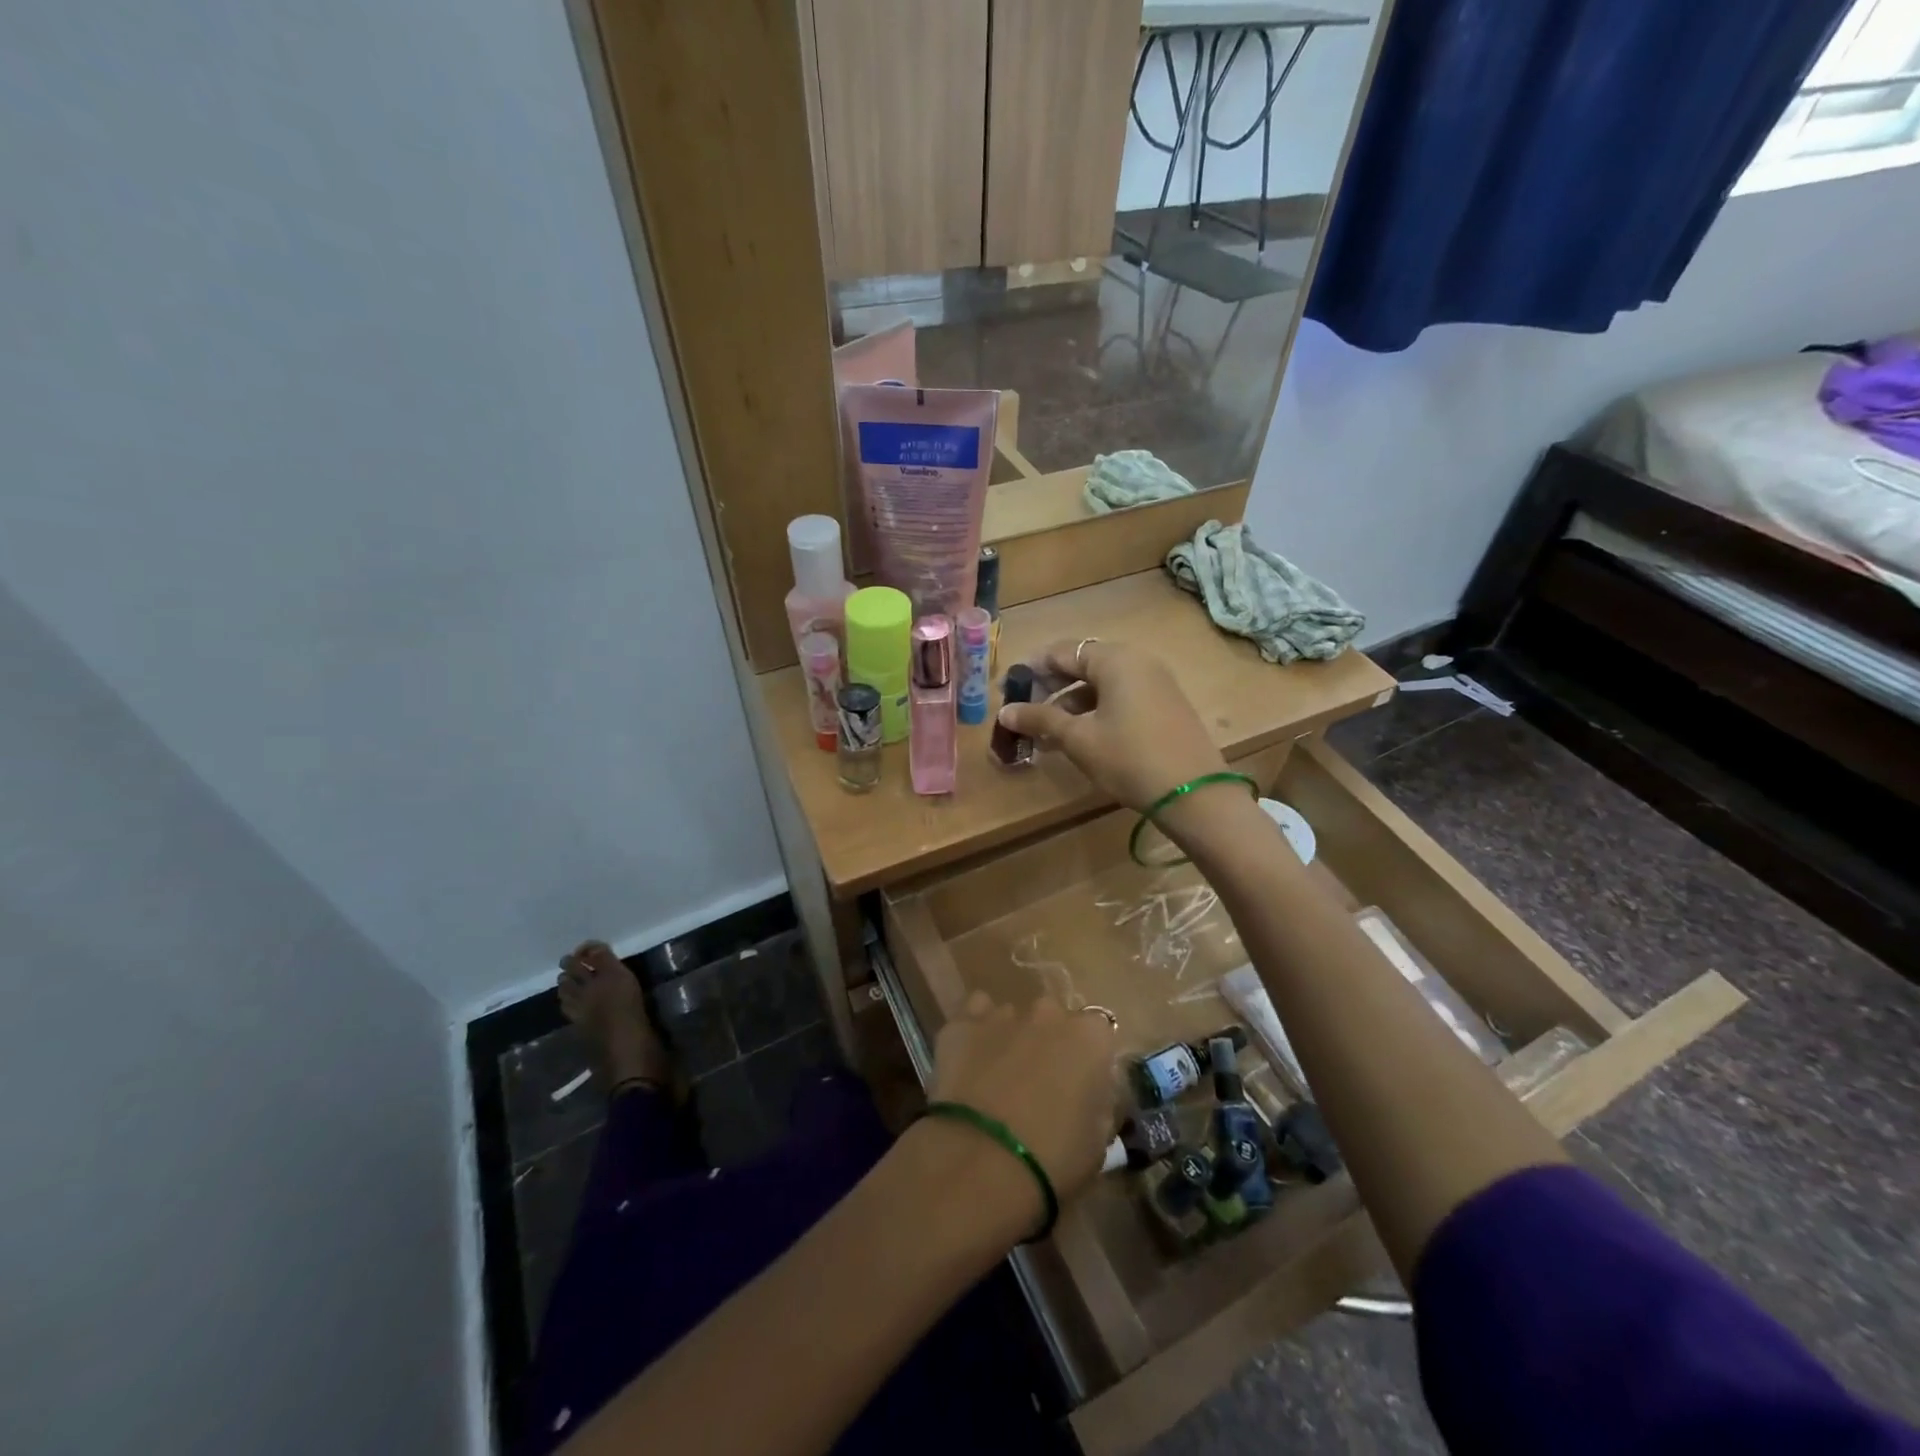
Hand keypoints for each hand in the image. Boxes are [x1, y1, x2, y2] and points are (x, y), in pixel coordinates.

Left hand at [924, 992, 1118, 1227]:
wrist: (982, 1161)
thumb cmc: (1054, 1159)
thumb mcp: (1098, 1141)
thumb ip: (1099, 1103)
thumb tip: (1090, 1094)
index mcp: (1090, 1037)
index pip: (1098, 1034)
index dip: (1088, 1060)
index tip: (1081, 1088)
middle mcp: (1048, 1014)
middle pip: (1053, 1020)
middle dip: (1049, 1044)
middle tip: (1040, 1085)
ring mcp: (1002, 1014)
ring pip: (1012, 1018)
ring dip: (1011, 1041)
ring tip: (999, 1082)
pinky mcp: (962, 1024)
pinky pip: (973, 1015)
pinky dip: (975, 1033)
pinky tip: (971, 1061)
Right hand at [997, 639, 1226, 811]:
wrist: (1194, 793)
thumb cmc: (1129, 758)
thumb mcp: (1079, 739)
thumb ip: (1040, 719)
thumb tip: (1005, 711)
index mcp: (1115, 659)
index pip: (1063, 651)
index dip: (1032, 668)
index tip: (1008, 689)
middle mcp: (1137, 661)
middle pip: (1083, 665)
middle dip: (1051, 688)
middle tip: (1025, 712)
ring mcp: (1155, 683)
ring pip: (1102, 684)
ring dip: (1071, 704)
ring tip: (1047, 733)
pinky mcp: (1165, 704)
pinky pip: (1121, 697)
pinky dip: (1096, 711)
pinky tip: (1079, 738)